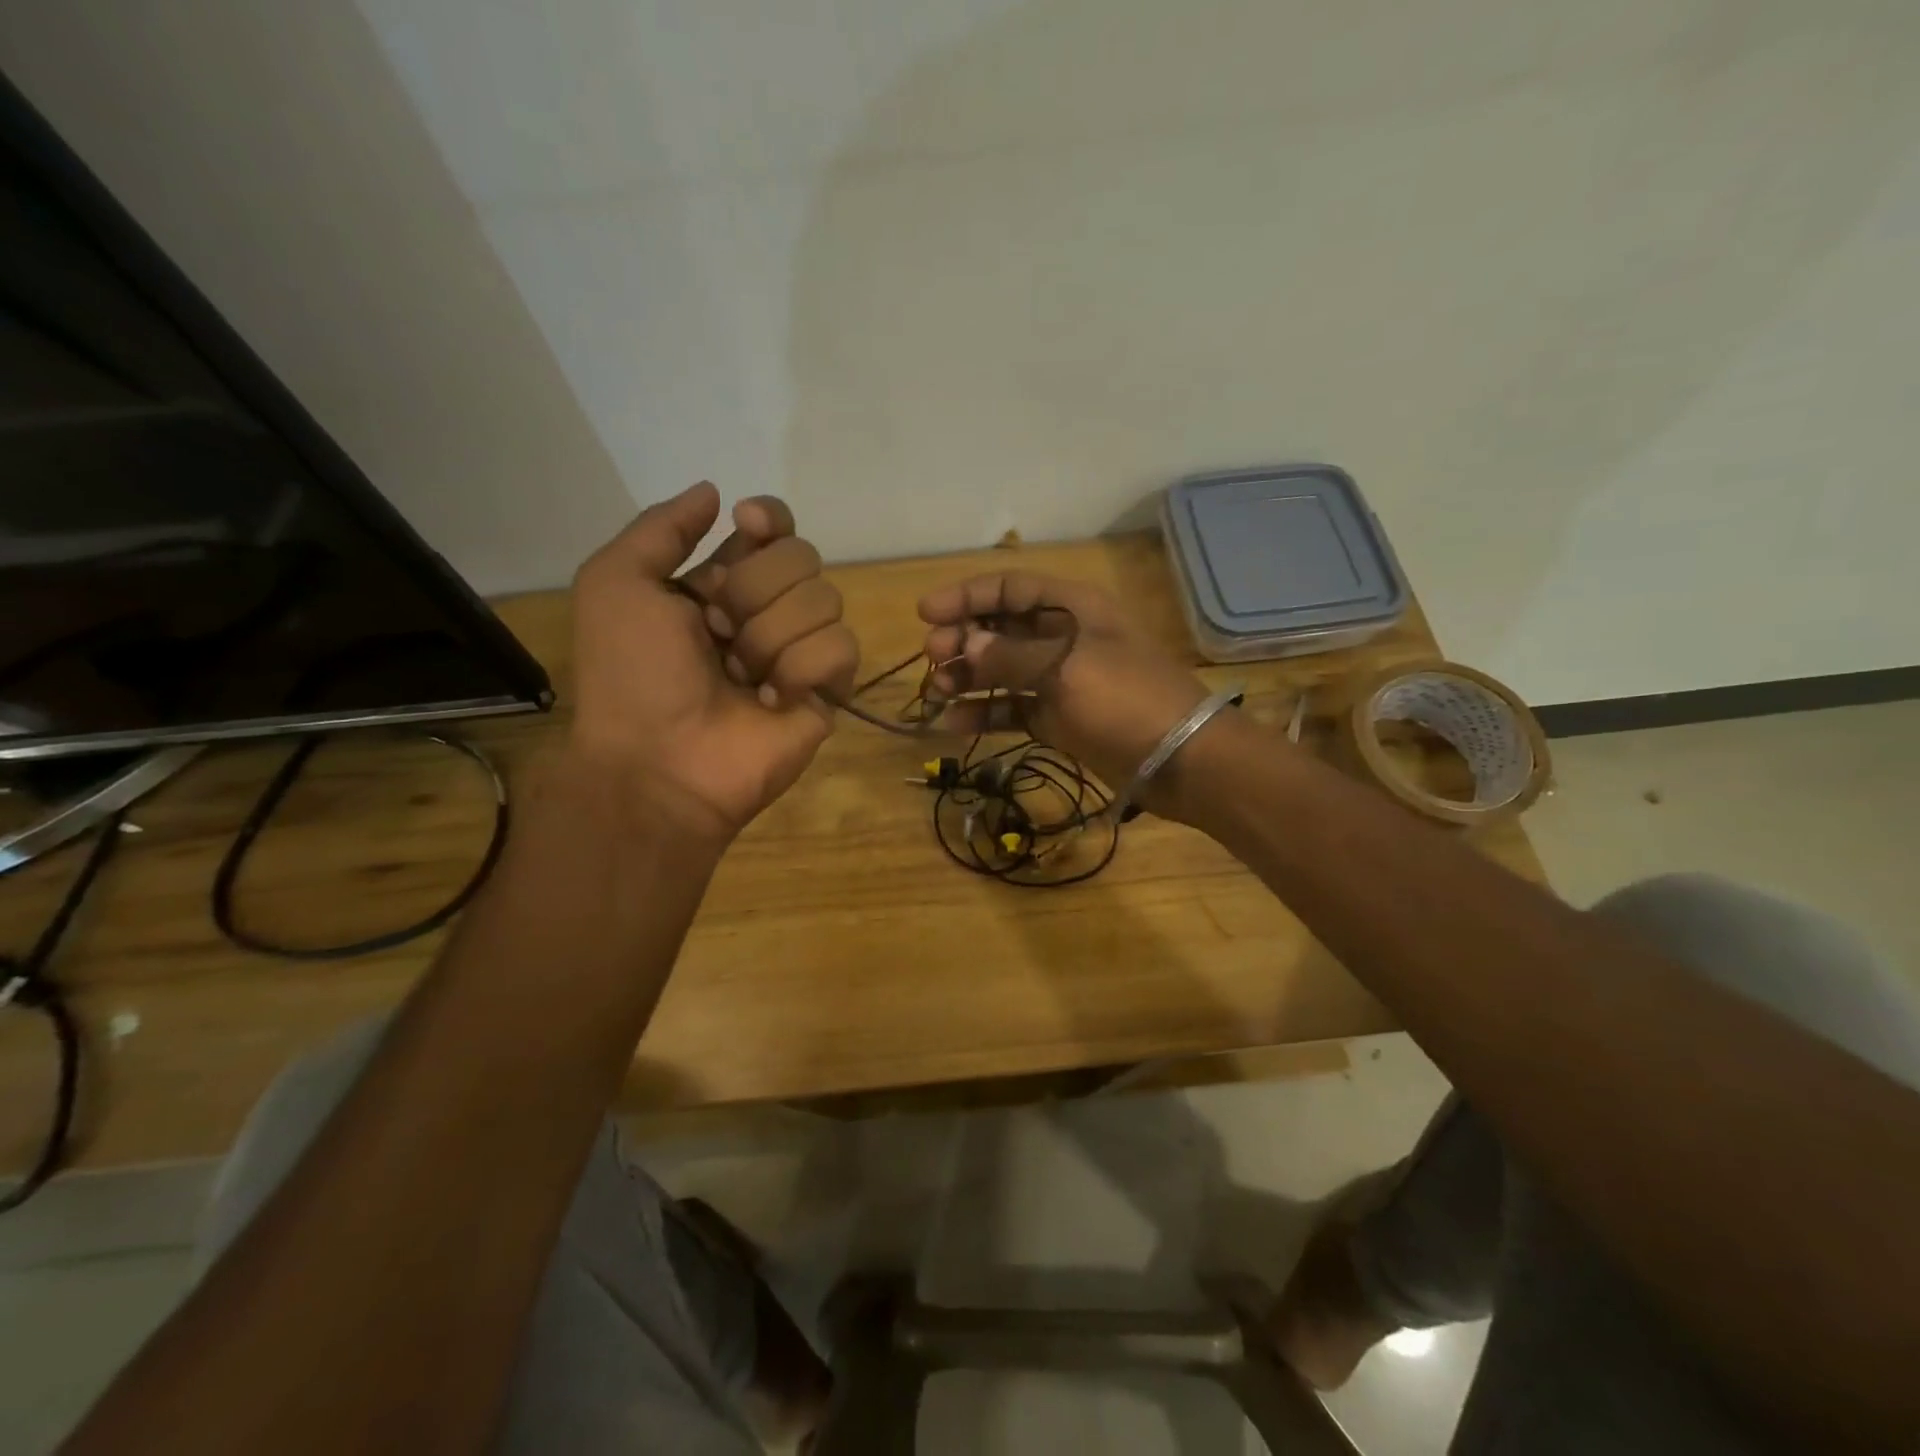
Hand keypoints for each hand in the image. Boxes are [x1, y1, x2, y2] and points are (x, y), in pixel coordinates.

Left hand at [567, 482, 857, 839]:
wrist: (659, 761)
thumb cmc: (632, 675)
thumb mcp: (616, 584)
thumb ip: (662, 528)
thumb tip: (715, 492)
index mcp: (721, 581)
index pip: (775, 528)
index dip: (771, 519)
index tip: (747, 528)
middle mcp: (766, 609)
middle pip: (803, 557)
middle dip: (754, 591)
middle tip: (716, 633)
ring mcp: (800, 650)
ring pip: (826, 600)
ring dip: (770, 637)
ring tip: (739, 676)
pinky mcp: (827, 689)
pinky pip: (841, 649)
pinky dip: (800, 670)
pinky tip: (769, 700)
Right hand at [918, 572, 1208, 798]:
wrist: (1182, 760)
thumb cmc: (1126, 699)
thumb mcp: (1066, 668)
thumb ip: (1010, 655)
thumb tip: (966, 644)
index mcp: (1073, 608)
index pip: (1010, 588)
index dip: (966, 596)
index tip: (924, 614)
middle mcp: (1064, 637)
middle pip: (1002, 628)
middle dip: (964, 638)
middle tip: (932, 657)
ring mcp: (1060, 680)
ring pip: (1003, 670)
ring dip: (969, 676)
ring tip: (937, 690)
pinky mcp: (1059, 718)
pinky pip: (1013, 709)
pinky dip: (986, 713)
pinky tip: (954, 723)